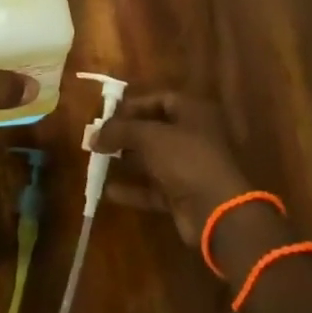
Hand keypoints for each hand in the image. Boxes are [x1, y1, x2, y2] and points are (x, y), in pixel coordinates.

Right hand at [89, 92, 261, 248]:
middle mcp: (194, 137)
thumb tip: (93, 135)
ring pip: (153, 160)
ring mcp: (190, 168)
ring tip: (98, 160)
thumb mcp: (149, 137)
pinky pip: (154, 188)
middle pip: (155, 130)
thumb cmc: (186, 159)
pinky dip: (134, 189)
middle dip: (126, 134)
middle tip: (99, 138)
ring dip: (128, 161)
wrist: (218, 212)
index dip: (134, 105)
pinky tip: (109, 191)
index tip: (108, 114)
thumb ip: (119, 131)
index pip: (160, 100)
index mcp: (194, 113)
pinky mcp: (184, 196)